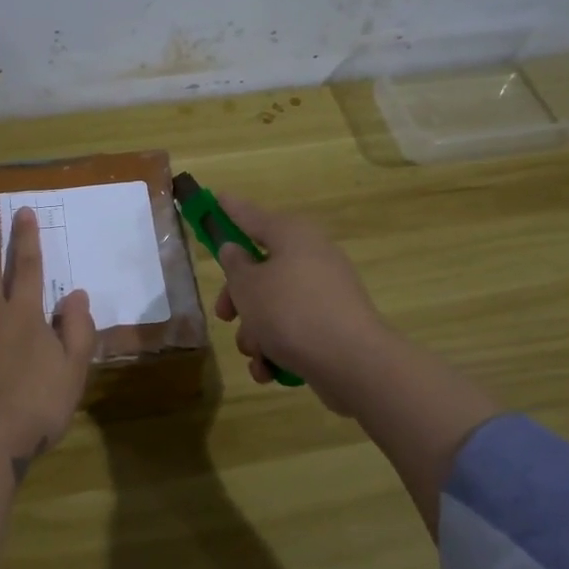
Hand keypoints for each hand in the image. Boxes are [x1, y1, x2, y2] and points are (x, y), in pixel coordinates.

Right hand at [212, 193, 398, 415]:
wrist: (351, 362)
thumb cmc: (290, 312)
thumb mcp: (248, 285)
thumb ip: (234, 265)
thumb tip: (235, 250)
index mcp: (291, 235)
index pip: (252, 216)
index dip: (231, 209)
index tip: (216, 197)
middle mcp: (311, 257)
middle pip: (261, 269)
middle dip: (238, 299)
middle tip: (224, 315)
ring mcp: (325, 293)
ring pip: (274, 305)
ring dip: (256, 332)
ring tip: (255, 353)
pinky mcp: (332, 325)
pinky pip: (294, 330)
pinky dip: (277, 349)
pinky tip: (268, 371)